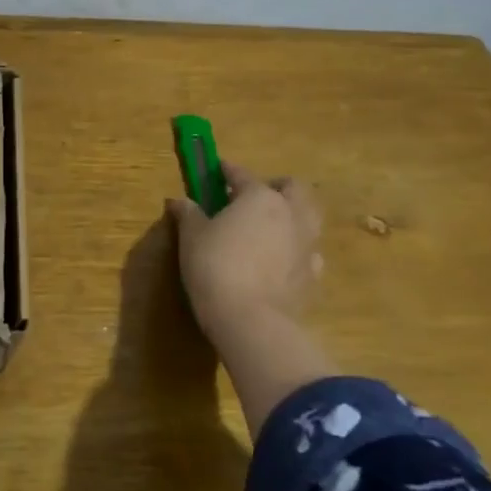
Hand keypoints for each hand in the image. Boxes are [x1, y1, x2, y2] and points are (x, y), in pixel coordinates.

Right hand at [168, 163, 334, 433]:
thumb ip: (188, 214)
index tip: (219, 169)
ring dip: (292, 215)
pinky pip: (309, 252)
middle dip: (275, 186)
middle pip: (293, 188)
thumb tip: (178, 200)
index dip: (229, 171)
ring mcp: (307, 245)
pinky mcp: (313, 275)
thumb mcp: (192, 237)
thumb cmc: (215, 267)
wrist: (251, 321)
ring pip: (308, 218)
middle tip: (254, 195)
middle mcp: (291, 214)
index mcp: (260, 198)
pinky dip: (297, 249)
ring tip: (271, 226)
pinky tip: (282, 260)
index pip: (243, 175)